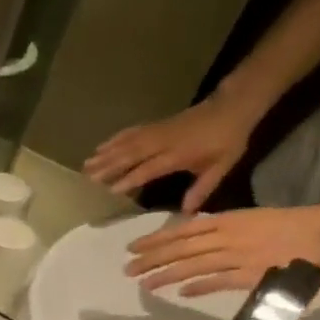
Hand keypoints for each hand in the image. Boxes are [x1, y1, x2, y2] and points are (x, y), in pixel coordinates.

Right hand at [83, 90, 262, 210]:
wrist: (233, 106)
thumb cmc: (227, 140)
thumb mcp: (221, 167)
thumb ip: (202, 189)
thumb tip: (187, 213)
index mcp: (179, 154)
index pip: (150, 168)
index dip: (130, 179)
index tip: (111, 190)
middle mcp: (163, 142)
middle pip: (131, 154)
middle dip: (108, 166)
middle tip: (88, 178)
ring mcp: (157, 132)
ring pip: (127, 143)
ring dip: (105, 154)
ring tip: (86, 165)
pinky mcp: (155, 125)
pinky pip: (131, 132)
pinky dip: (114, 139)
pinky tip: (101, 146)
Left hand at [125, 204, 319, 296]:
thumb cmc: (285, 224)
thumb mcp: (246, 219)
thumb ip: (217, 228)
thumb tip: (188, 236)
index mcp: (226, 221)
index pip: (181, 231)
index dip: (155, 240)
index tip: (131, 248)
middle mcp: (227, 237)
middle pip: (181, 249)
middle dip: (151, 259)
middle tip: (127, 269)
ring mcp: (239, 256)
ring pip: (194, 265)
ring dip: (167, 275)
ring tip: (145, 284)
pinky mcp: (252, 274)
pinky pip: (220, 281)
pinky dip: (200, 286)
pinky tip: (181, 293)